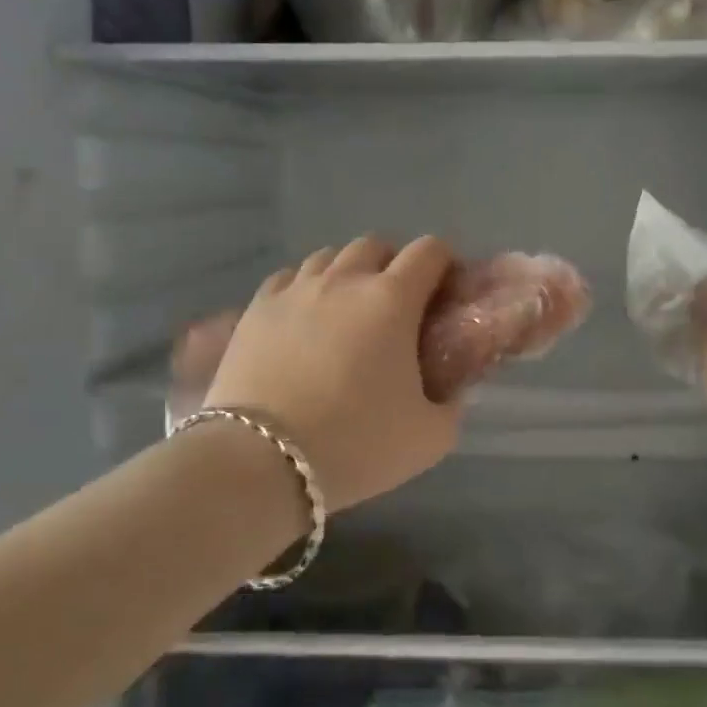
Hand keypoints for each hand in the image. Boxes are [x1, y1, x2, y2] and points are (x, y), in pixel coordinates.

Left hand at [205, 237, 462, 510]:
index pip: (430, 251)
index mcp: (393, 299)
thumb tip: (451, 392)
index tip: (446, 294)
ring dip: (348, 273)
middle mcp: (345, 281)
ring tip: (348, 310)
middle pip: (376, 245)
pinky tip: (304, 318)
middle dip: (394, 265)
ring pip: (329, 257)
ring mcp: (295, 290)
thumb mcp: (429, 437)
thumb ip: (451, 406)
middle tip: (398, 307)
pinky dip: (304, 288)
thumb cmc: (356, 444)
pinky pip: (288, 278)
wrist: (261, 461)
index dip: (445, 264)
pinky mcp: (255, 308)